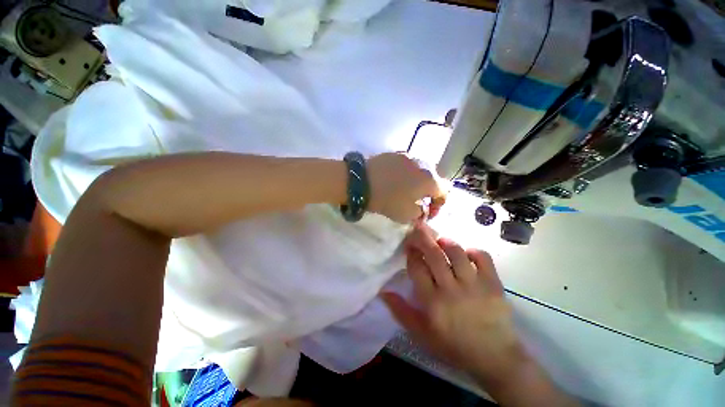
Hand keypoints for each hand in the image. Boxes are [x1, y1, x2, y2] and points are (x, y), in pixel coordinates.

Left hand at [367, 153, 445, 222]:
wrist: (361, 181)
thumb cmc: (388, 200)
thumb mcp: (407, 215)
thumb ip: (420, 213)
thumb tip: (421, 209)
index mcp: (429, 180)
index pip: (444, 191)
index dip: (439, 204)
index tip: (428, 212)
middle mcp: (422, 165)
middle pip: (432, 179)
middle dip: (427, 192)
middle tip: (417, 201)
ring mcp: (407, 156)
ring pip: (418, 171)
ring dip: (415, 182)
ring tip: (403, 190)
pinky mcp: (393, 154)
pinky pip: (405, 165)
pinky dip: (403, 174)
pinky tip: (392, 180)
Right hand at [382, 223, 524, 383]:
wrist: (495, 358)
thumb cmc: (453, 346)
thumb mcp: (421, 334)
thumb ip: (401, 311)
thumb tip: (383, 292)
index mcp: (432, 301)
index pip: (417, 267)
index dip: (411, 252)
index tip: (410, 246)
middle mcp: (451, 289)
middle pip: (433, 254)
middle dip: (423, 238)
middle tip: (419, 229)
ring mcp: (474, 285)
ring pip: (456, 252)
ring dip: (446, 242)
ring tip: (441, 241)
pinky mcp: (493, 284)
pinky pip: (483, 257)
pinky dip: (474, 251)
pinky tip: (467, 253)